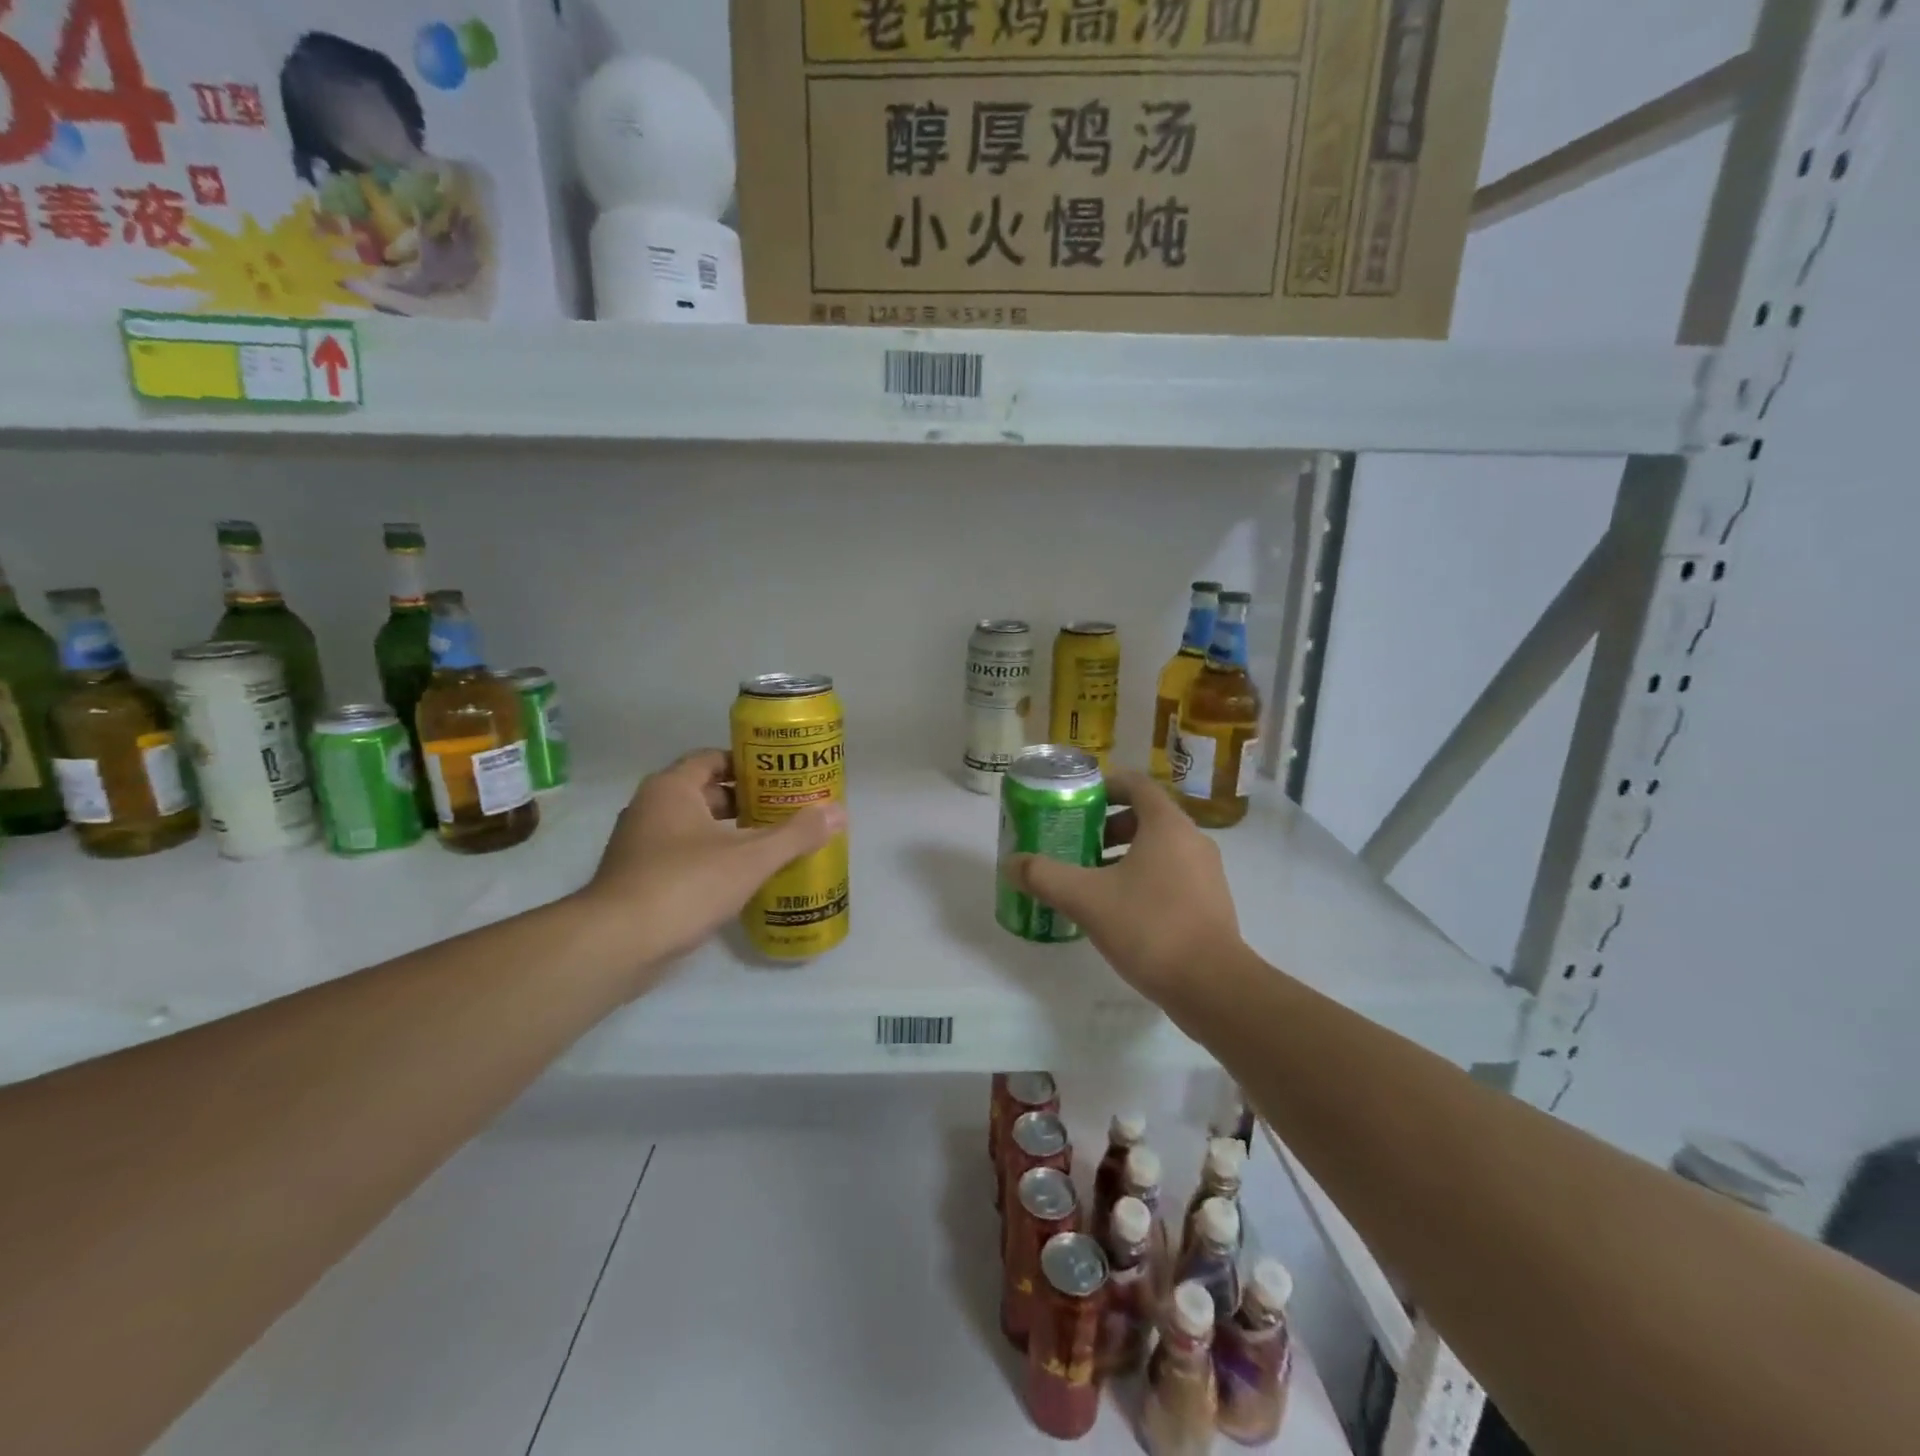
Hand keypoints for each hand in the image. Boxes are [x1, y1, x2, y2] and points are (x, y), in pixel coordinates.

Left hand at [577, 749, 845, 977]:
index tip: (782, 777)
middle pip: (707, 793)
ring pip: (696, 829)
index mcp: (671, 789)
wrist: (616, 945)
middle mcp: (651, 809)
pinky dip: (714, 861)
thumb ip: (795, 834)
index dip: (749, 764)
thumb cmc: (684, 885)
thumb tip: (839, 812)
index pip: (713, 759)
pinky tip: (744, 879)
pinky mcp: (640, 880)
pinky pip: (685, 858)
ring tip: (774, 844)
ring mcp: (641, 846)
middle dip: (747, 802)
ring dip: (731, 834)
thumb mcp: (749, 858)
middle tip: (787, 811)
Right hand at [1003, 769, 1242, 1002]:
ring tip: (1092, 880)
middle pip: (1146, 816)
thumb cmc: (1149, 926)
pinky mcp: (1211, 903)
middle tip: (1077, 845)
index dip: (1103, 785)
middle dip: (1107, 827)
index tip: (1075, 802)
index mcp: (1167, 825)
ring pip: (1159, 848)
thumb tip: (1011, 863)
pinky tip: (1119, 911)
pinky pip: (1172, 875)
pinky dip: (1144, 879)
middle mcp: (1193, 839)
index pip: (1135, 783)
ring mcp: (1207, 873)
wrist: (1212, 986)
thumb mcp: (1086, 899)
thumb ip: (1045, 876)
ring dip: (1124, 855)